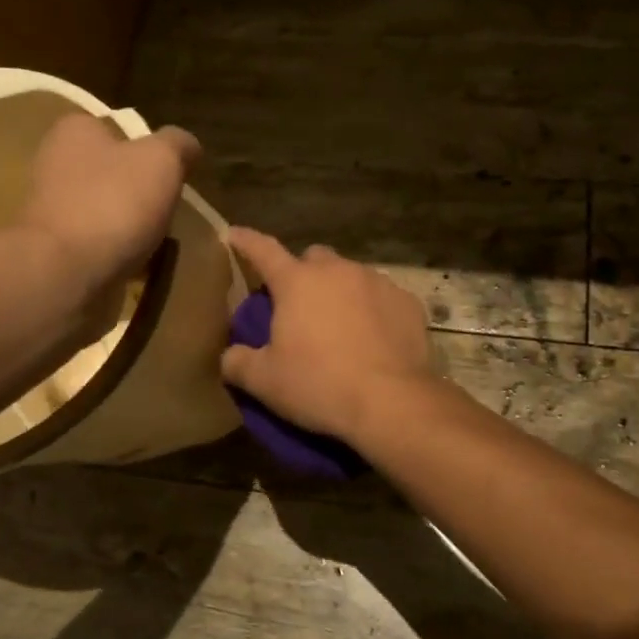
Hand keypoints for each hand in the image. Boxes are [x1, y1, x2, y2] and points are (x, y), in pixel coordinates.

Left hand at [20, 113, 199, 299]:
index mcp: (75, 131)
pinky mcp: (53, 249)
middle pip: (113, 173)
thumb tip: (188, 146)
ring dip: (129, 226)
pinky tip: (135, 267)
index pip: (119, 130)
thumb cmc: (113, 203)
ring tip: (155, 244)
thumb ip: (178, 145)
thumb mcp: (162, 160)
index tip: (171, 176)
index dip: (149, 151)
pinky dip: (116, 254)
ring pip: (105, 211)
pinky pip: (97, 245)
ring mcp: (50, 209)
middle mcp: (54, 163)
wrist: (65, 273)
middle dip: (139, 193)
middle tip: (167, 212)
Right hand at [219, 228, 434, 443]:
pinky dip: (373, 311)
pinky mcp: (408, 303)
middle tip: (299, 307)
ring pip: (351, 276)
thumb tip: (230, 356)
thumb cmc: (319, 385)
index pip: (263, 251)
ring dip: (340, 293)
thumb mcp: (265, 382)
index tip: (235, 235)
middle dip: (303, 275)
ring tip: (340, 327)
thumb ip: (237, 363)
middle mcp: (338, 271)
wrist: (392, 403)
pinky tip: (374, 340)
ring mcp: (378, 283)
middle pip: (314, 259)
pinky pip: (383, 298)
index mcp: (297, 282)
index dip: (246, 242)